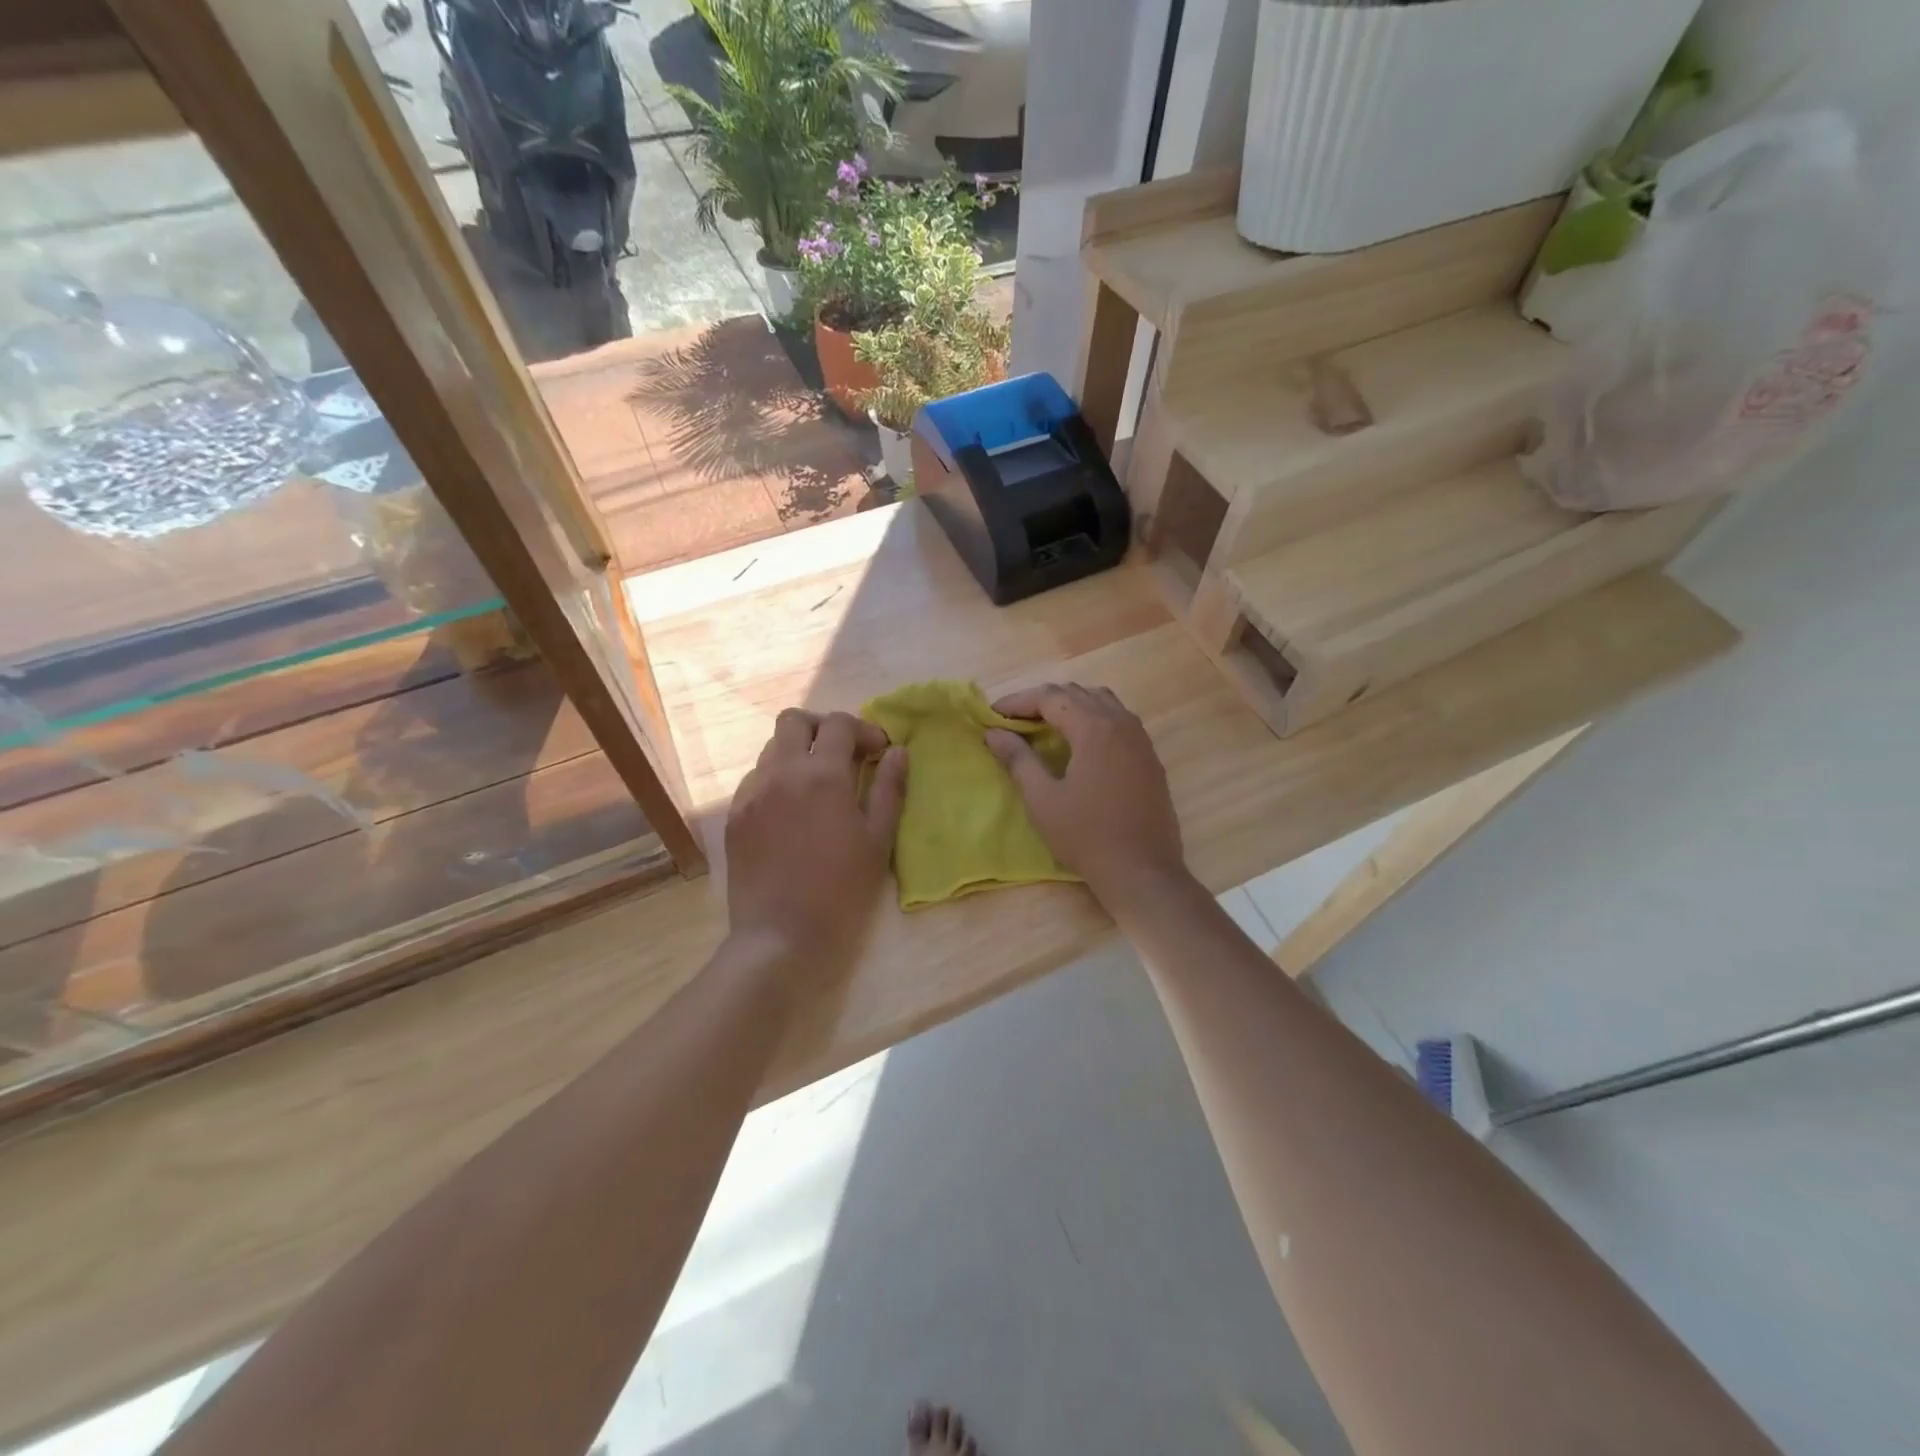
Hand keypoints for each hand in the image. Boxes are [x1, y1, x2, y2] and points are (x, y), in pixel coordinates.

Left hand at [725, 708, 906, 975]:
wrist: (780, 935)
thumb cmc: (840, 890)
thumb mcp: (878, 840)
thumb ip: (889, 789)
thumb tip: (898, 752)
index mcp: (822, 775)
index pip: (840, 724)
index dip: (864, 730)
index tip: (879, 753)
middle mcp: (781, 772)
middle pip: (794, 720)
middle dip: (823, 728)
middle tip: (845, 755)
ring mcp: (751, 793)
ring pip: (772, 748)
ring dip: (799, 752)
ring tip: (818, 784)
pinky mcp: (734, 816)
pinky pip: (755, 779)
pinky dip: (777, 779)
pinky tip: (791, 811)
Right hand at [984, 683, 1187, 907]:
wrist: (1142, 871)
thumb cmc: (1086, 836)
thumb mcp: (1042, 799)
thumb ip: (1018, 759)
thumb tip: (994, 733)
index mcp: (1094, 728)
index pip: (1051, 697)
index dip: (1019, 701)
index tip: (994, 715)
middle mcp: (1121, 723)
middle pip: (1078, 693)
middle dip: (1043, 700)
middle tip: (1015, 720)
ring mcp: (1140, 739)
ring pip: (1103, 702)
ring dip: (1071, 705)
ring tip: (1046, 726)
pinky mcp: (1150, 757)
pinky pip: (1119, 720)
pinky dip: (1094, 719)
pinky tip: (1080, 744)